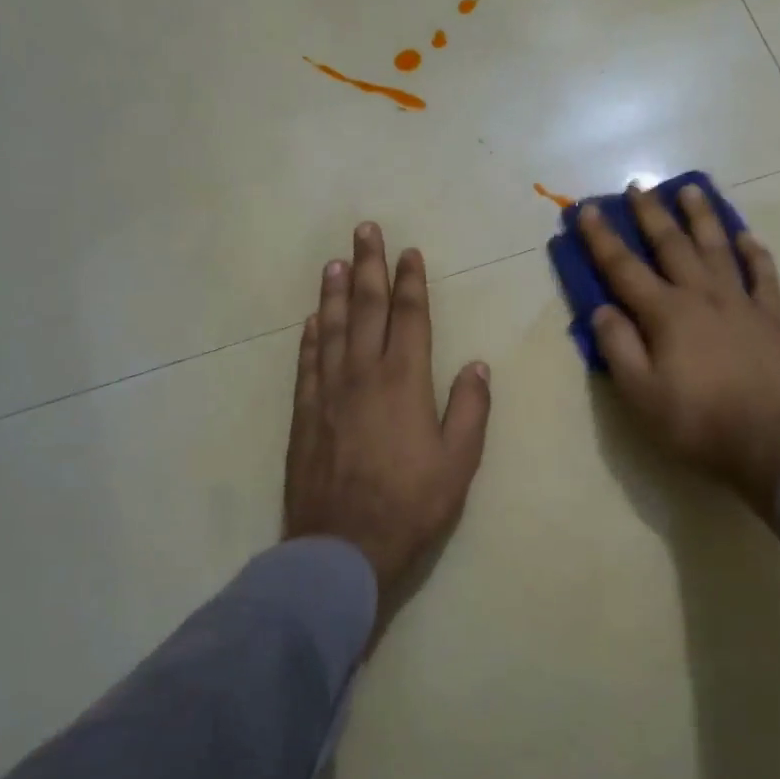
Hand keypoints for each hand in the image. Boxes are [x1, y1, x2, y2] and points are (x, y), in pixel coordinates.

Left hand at [283, 222, 491, 640]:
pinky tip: (312, 320)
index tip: (410, 253)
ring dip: (336, 293)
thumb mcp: (458, 462)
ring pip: (332, 329)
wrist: (342, 547)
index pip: (409, 318)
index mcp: (404, 382)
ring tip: (336, 262)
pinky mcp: (304, 415)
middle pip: (367, 310)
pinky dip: (310, 337)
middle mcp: (363, 375)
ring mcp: (328, 393)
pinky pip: (307, 364)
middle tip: (365, 231)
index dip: (411, 282)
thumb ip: (469, 408)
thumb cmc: (411, 504)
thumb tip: (475, 364)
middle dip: (370, 267)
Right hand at [580, 184, 779, 515]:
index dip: (602, 238)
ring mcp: (740, 303)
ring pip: (718, 248)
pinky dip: (754, 253)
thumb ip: (618, 347)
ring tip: (691, 190)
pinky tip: (746, 237)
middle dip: (651, 214)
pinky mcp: (771, 319)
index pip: (624, 267)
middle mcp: (702, 296)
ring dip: (702, 217)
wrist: (768, 444)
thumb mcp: (640, 393)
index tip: (587, 209)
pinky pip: (764, 276)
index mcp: (666, 313)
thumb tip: (601, 310)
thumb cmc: (696, 421)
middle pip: (672, 245)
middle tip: (638, 186)